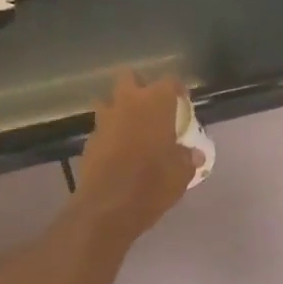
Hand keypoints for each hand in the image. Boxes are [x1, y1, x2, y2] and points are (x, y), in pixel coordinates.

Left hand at [75, 71, 201, 239]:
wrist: (109, 206)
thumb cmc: (153, 183)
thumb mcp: (182, 173)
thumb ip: (187, 158)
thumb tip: (193, 154)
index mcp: (155, 103)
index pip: (169, 82)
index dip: (177, 92)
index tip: (182, 104)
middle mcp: (127, 103)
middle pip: (130, 78)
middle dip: (140, 87)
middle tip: (152, 108)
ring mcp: (104, 120)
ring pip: (109, 101)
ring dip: (120, 110)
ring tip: (133, 130)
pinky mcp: (89, 140)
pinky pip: (102, 128)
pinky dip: (110, 135)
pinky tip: (119, 153)